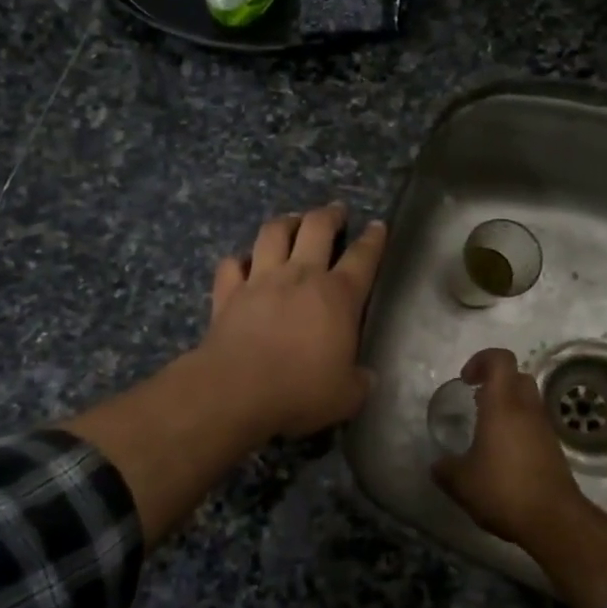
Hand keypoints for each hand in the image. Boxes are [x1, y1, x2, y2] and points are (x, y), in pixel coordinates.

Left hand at [197, 204, 387, 439]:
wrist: (236, 391)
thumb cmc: (300, 392)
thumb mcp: (347, 397)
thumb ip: (359, 381)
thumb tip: (365, 376)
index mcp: (339, 296)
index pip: (363, 257)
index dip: (373, 239)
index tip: (378, 226)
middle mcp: (301, 276)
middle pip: (317, 228)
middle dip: (329, 214)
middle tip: (335, 211)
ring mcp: (261, 280)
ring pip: (273, 233)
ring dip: (285, 222)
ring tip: (292, 220)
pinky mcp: (228, 293)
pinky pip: (232, 264)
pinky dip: (238, 260)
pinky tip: (242, 263)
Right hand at [431, 348, 585, 548]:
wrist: (554, 520)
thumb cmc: (503, 490)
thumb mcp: (461, 482)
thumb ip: (445, 469)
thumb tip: (437, 465)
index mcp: (502, 405)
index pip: (500, 359)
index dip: (481, 360)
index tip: (466, 381)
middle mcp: (526, 408)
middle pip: (517, 375)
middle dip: (495, 381)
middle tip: (476, 400)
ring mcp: (544, 427)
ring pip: (528, 399)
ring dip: (508, 404)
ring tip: (487, 429)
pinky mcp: (553, 447)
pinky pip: (534, 422)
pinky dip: (519, 426)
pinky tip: (503, 453)